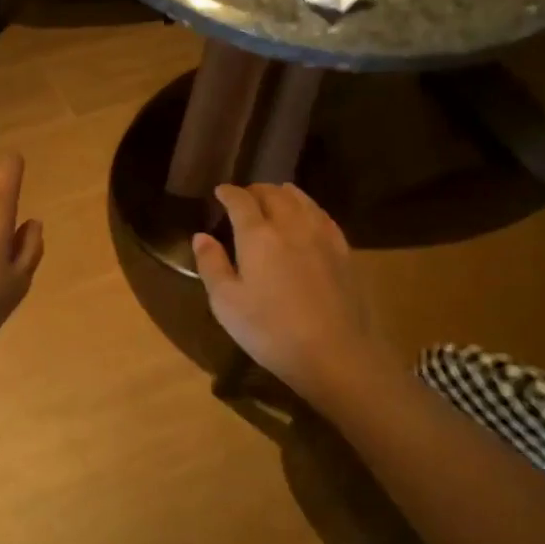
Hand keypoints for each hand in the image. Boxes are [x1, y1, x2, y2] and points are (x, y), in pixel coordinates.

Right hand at [192, 183, 393, 402]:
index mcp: (257, 235)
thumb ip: (211, 265)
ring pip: (302, 200)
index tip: (220, 191)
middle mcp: (291, 225)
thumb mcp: (226, 303)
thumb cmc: (270, 330)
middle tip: (244, 196)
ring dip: (284, 194)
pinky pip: (323, 216)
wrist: (334, 353)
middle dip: (255, 190)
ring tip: (275, 196)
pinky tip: (308, 216)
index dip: (228, 193)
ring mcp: (322, 236)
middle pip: (273, 194)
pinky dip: (309, 207)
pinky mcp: (343, 251)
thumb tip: (201, 236)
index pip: (240, 201)